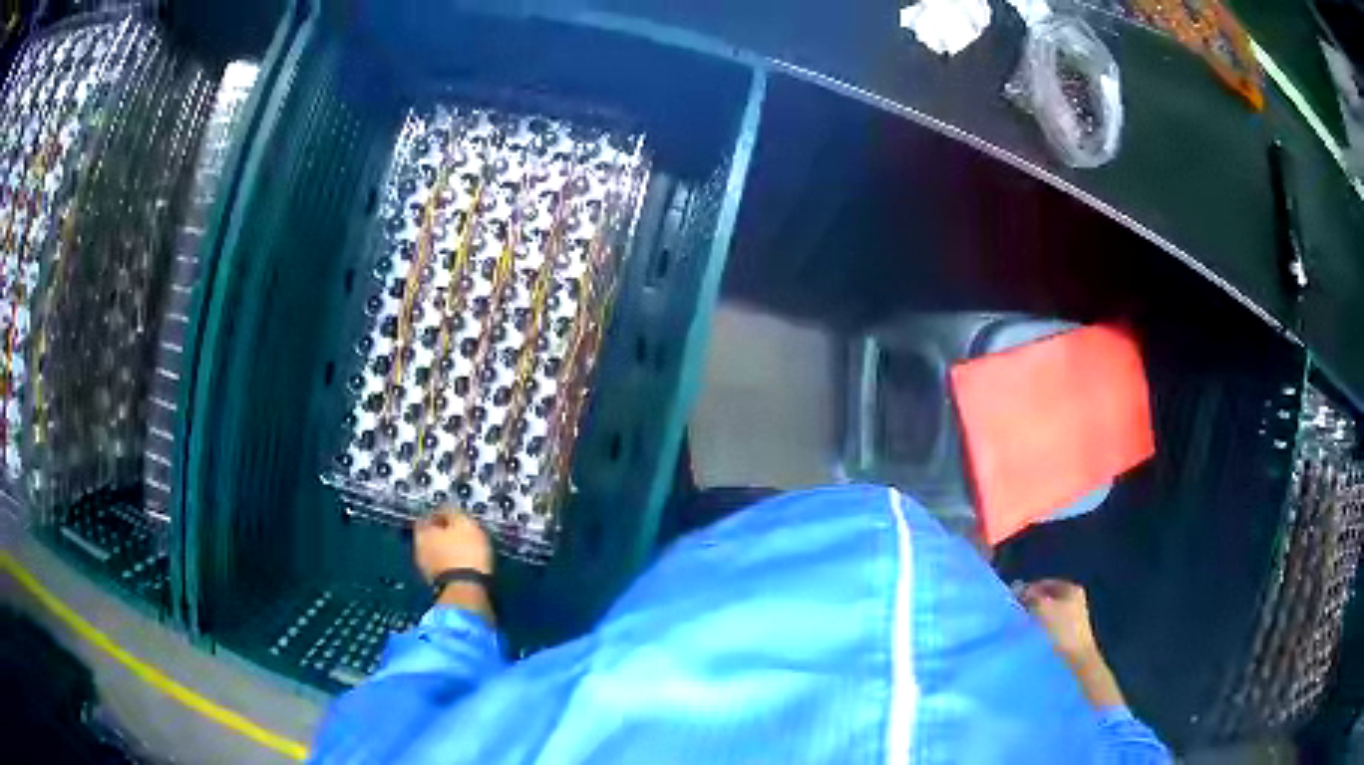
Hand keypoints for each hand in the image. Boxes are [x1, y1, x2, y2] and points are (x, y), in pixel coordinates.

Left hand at [414, 509, 492, 584]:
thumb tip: (447, 507)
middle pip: (430, 535)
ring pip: (437, 552)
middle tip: (461, 530)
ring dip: (448, 549)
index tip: (455, 513)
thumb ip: (453, 511)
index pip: (427, 516)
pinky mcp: (438, 584)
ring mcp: (427, 569)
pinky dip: (452, 563)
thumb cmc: (465, 552)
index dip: (441, 513)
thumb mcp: (464, 522)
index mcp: (421, 532)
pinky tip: (465, 563)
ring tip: (466, 548)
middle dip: (444, 532)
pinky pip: (445, 567)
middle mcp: (418, 549)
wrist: (467, 591)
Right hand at [1018, 579, 1098, 661]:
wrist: (1076, 657)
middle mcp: (1075, 599)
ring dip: (1036, 616)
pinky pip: (1052, 623)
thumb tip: (1018, 589)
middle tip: (1018, 612)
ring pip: (1050, 611)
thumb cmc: (1062, 629)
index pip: (1045, 583)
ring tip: (1024, 624)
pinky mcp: (1070, 631)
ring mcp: (1074, 615)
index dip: (1029, 589)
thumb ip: (1031, 596)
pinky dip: (1042, 626)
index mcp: (1071, 588)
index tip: (1014, 600)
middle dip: (1032, 603)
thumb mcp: (1043, 608)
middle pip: (1048, 597)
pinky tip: (1034, 634)